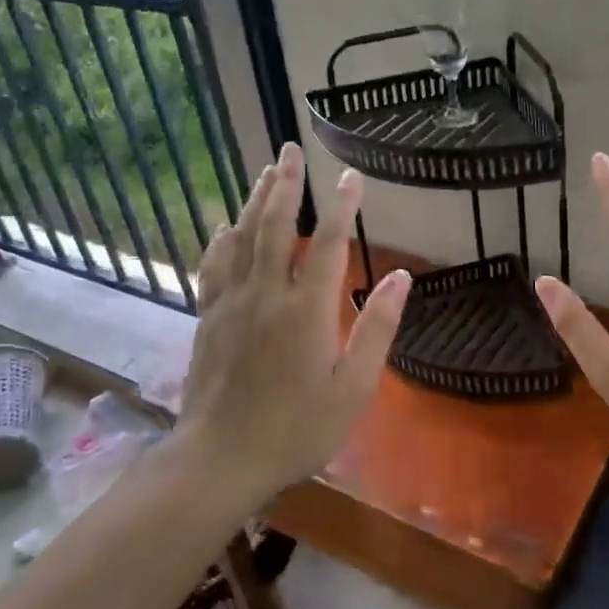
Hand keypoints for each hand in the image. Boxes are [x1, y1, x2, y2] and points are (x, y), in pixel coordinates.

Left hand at [178, 142, 409, 503]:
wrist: (221, 459)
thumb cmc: (297, 429)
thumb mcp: (352, 388)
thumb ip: (376, 329)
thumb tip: (401, 278)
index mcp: (306, 310)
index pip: (326, 243)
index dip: (340, 206)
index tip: (350, 175)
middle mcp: (266, 295)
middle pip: (274, 226)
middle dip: (285, 184)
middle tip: (290, 149)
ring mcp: (231, 304)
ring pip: (242, 238)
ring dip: (254, 200)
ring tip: (265, 171)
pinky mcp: (208, 318)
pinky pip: (213, 266)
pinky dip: (221, 240)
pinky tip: (225, 226)